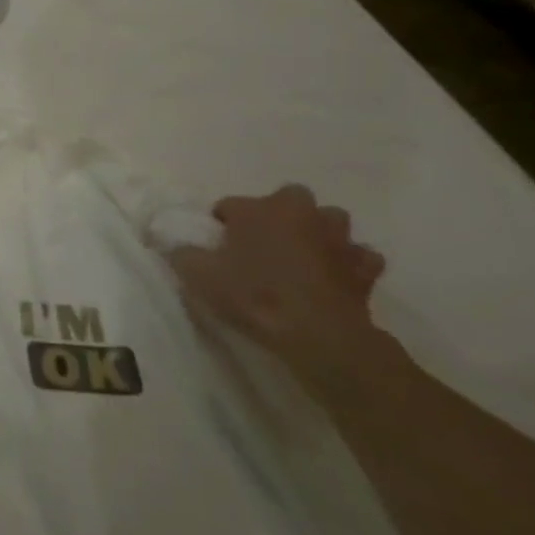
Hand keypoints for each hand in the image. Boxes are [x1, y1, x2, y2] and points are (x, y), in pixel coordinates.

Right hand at [166, 185, 388, 396]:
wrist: (319, 334)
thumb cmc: (254, 295)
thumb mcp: (199, 275)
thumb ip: (181, 253)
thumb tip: (169, 243)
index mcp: (258, 209)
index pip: (229, 205)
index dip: (220, 226)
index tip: (214, 248)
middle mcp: (300, 212)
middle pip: (286, 200)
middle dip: (276, 216)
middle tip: (260, 245)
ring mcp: (338, 238)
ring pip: (328, 222)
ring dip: (316, 233)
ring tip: (299, 257)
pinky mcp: (365, 267)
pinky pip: (359, 257)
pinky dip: (348, 263)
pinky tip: (333, 278)